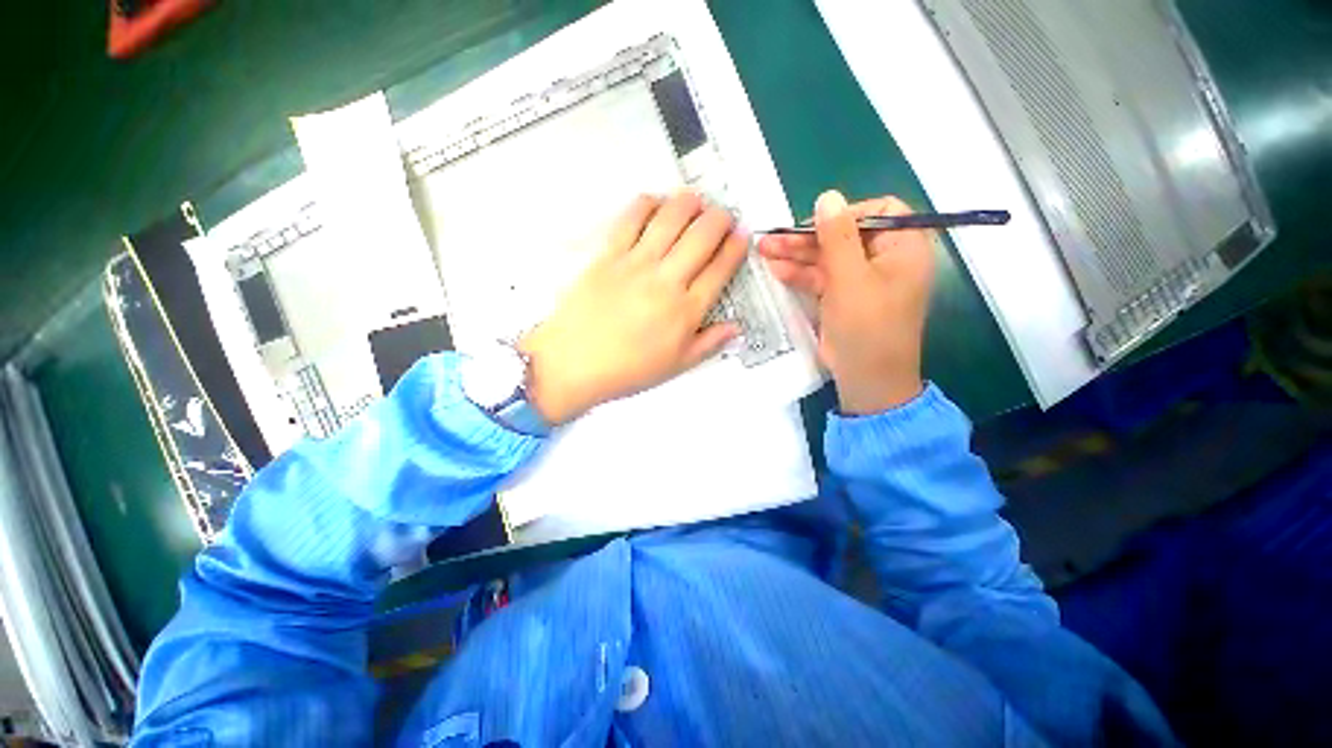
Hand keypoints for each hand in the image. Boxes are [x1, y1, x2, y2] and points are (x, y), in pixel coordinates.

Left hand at [519, 191, 747, 424]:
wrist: (573, 363)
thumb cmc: (627, 369)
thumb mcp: (675, 366)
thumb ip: (708, 343)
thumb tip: (735, 327)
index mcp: (686, 311)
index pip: (720, 270)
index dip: (736, 248)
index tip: (743, 235)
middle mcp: (666, 281)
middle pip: (701, 238)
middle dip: (719, 219)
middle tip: (723, 215)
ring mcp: (636, 265)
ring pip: (670, 220)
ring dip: (688, 204)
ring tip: (695, 200)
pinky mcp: (608, 256)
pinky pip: (630, 220)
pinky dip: (645, 204)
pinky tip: (654, 201)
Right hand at [758, 191, 933, 414]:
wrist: (866, 378)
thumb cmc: (867, 327)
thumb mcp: (851, 279)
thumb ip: (837, 237)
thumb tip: (828, 196)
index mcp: (904, 248)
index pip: (879, 211)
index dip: (845, 214)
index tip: (816, 224)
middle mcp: (885, 259)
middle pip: (844, 236)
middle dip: (808, 238)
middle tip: (773, 238)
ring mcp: (861, 280)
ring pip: (828, 257)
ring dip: (797, 255)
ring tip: (764, 250)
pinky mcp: (843, 297)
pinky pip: (822, 278)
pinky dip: (801, 273)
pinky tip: (776, 269)